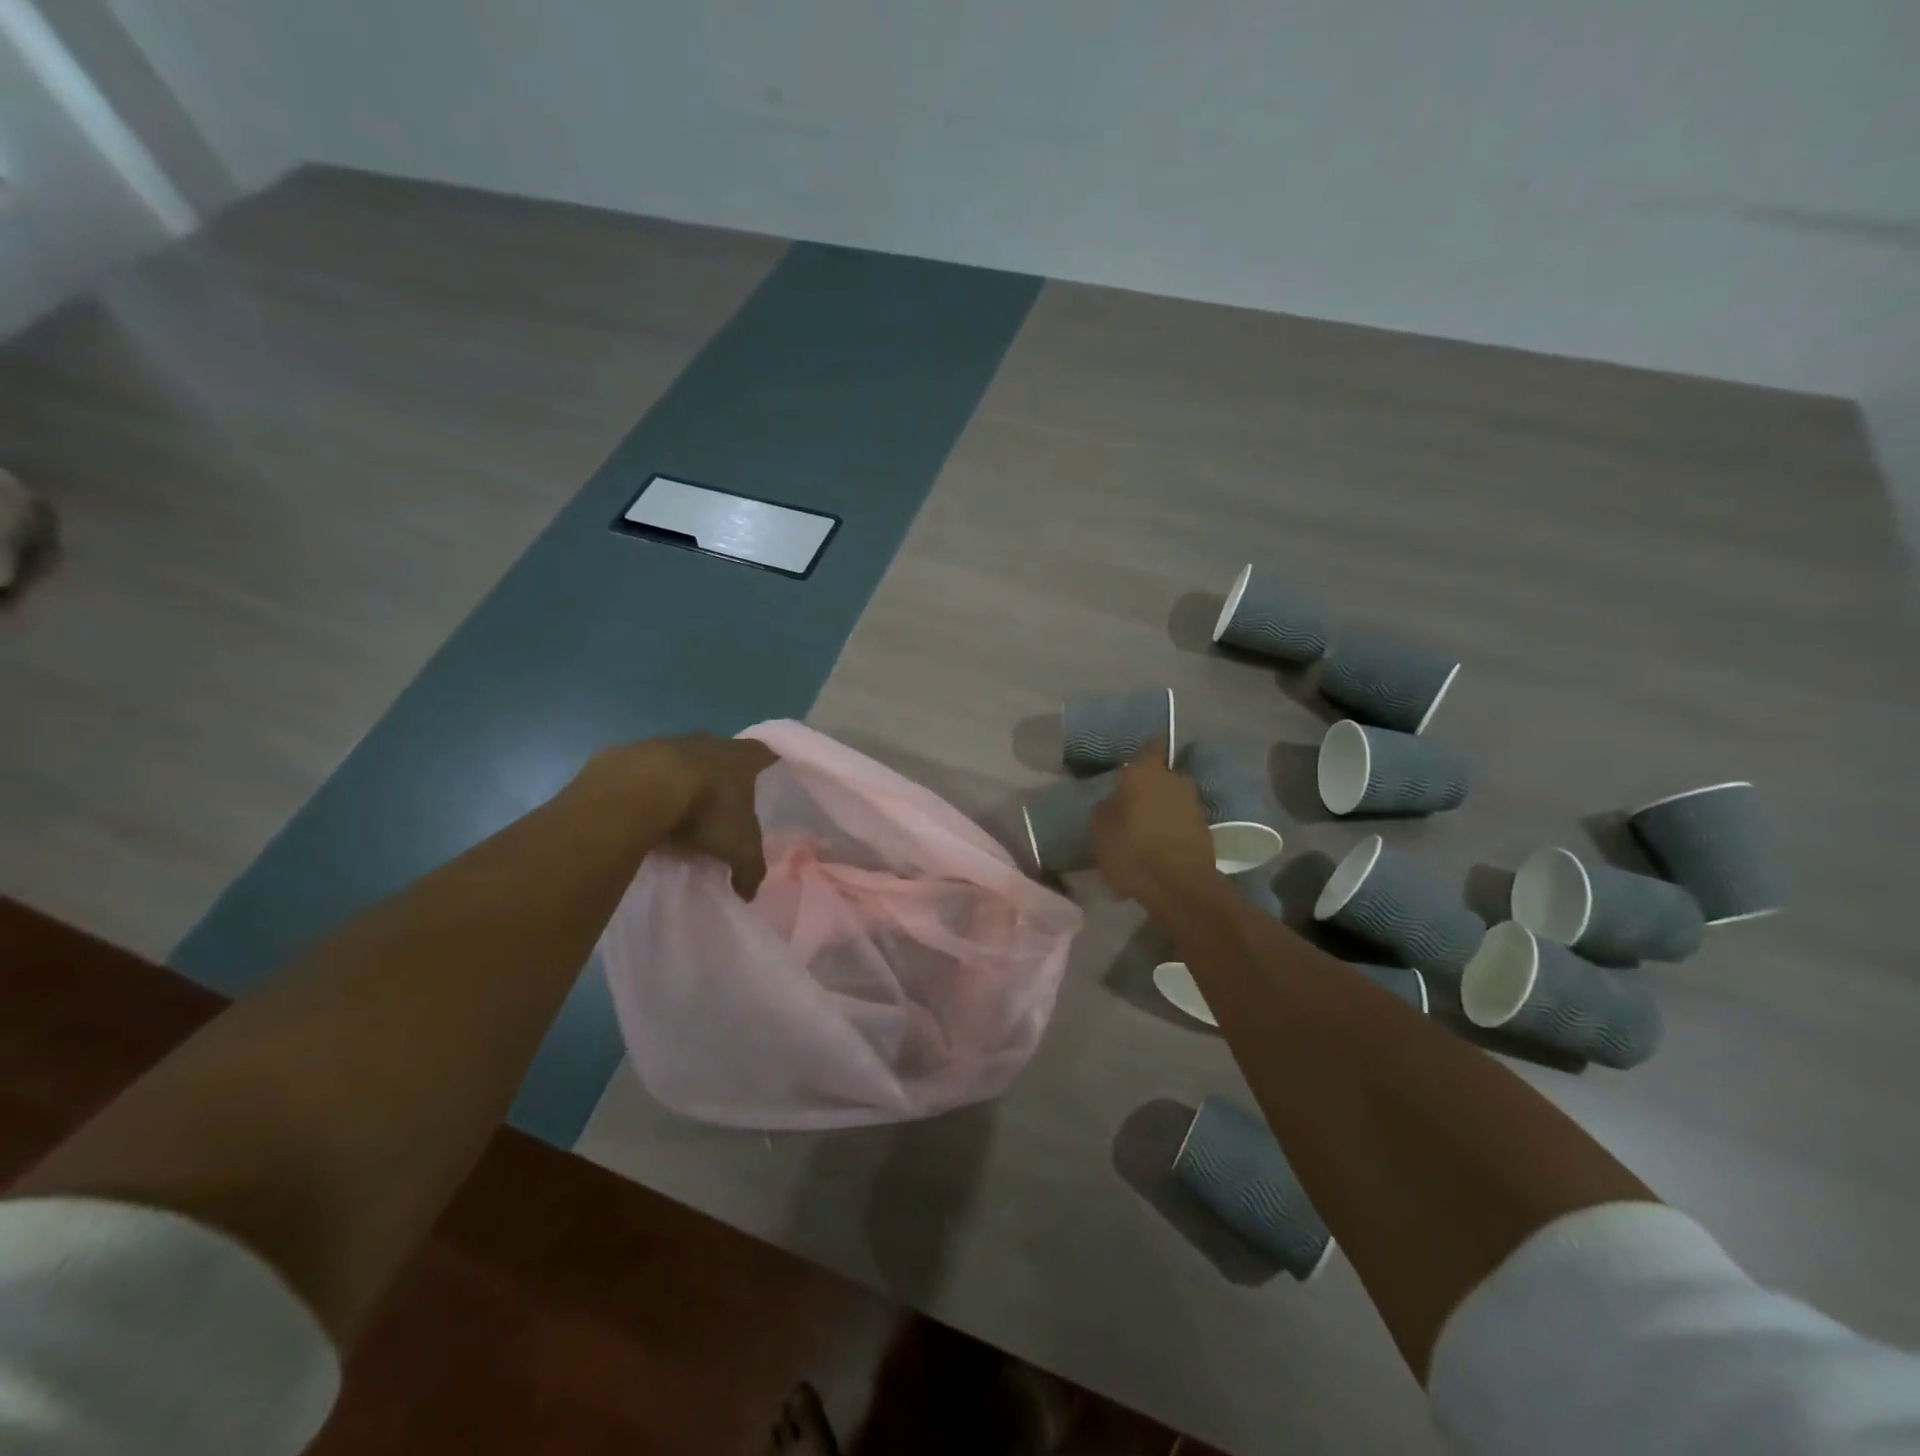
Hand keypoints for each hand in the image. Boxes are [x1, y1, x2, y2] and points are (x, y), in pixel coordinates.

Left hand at [580, 732, 777, 897]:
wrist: (640, 791)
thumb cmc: (706, 810)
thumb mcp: (737, 848)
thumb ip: (749, 869)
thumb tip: (749, 893)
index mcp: (740, 758)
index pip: (763, 753)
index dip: (767, 762)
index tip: (767, 772)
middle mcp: (707, 742)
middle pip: (721, 754)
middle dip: (721, 775)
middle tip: (721, 805)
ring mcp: (666, 743)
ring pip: (680, 761)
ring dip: (681, 781)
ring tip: (676, 814)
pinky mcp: (628, 754)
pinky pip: (641, 772)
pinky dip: (644, 788)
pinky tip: (640, 812)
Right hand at [1090, 741, 1218, 907]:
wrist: (1179, 887)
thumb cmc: (1131, 849)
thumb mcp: (1099, 827)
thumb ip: (1106, 806)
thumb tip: (1114, 800)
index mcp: (1147, 772)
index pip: (1149, 747)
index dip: (1140, 754)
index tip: (1128, 765)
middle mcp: (1175, 780)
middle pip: (1162, 776)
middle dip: (1150, 786)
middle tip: (1131, 802)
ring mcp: (1194, 806)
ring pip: (1173, 800)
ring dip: (1161, 810)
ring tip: (1142, 830)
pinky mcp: (1206, 831)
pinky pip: (1181, 823)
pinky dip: (1170, 831)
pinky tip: (1155, 848)